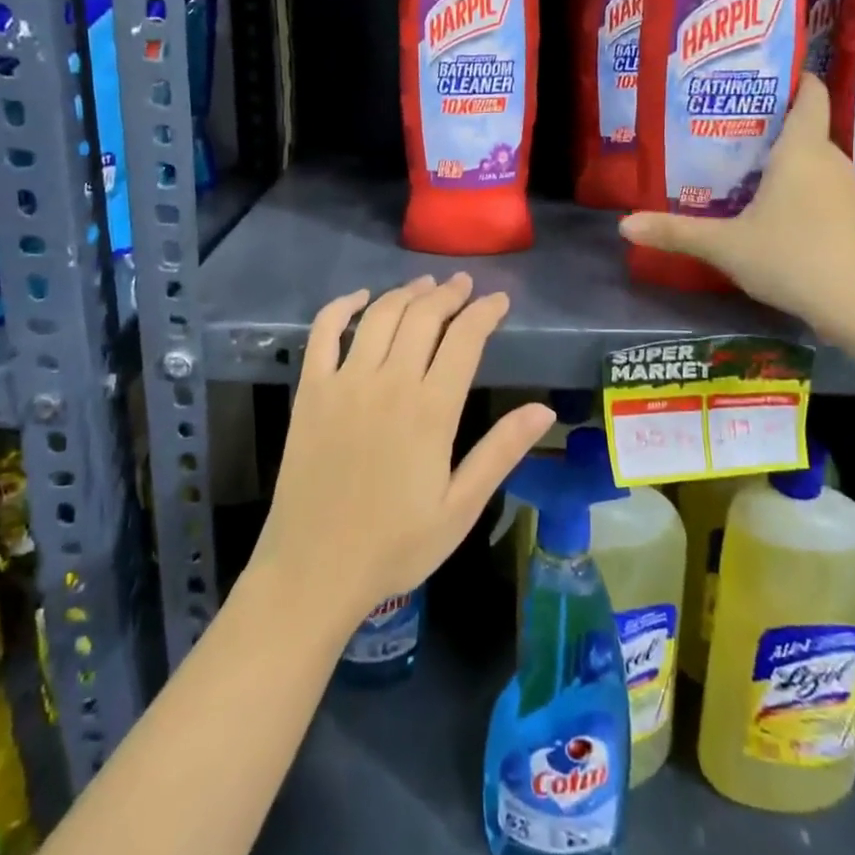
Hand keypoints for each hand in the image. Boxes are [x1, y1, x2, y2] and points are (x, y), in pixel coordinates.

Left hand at [251, 274, 554, 624]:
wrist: (314, 570)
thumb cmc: (395, 545)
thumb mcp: (461, 507)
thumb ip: (500, 451)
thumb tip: (544, 409)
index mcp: (430, 410)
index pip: (464, 339)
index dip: (485, 312)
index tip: (499, 300)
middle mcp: (388, 382)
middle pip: (422, 316)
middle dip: (449, 294)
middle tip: (464, 285)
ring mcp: (344, 382)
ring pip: (380, 316)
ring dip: (406, 292)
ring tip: (426, 285)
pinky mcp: (310, 390)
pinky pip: (323, 332)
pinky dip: (342, 307)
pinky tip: (360, 298)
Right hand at [618, 74, 854, 341]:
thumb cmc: (792, 258)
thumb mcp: (725, 246)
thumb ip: (676, 233)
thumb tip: (623, 226)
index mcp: (802, 152)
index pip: (811, 97)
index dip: (797, 81)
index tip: (773, 78)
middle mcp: (836, 164)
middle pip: (811, 137)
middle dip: (779, 137)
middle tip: (740, 146)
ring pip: (825, 173)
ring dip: (798, 176)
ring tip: (762, 190)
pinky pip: (838, 204)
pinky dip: (817, 208)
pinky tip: (796, 235)